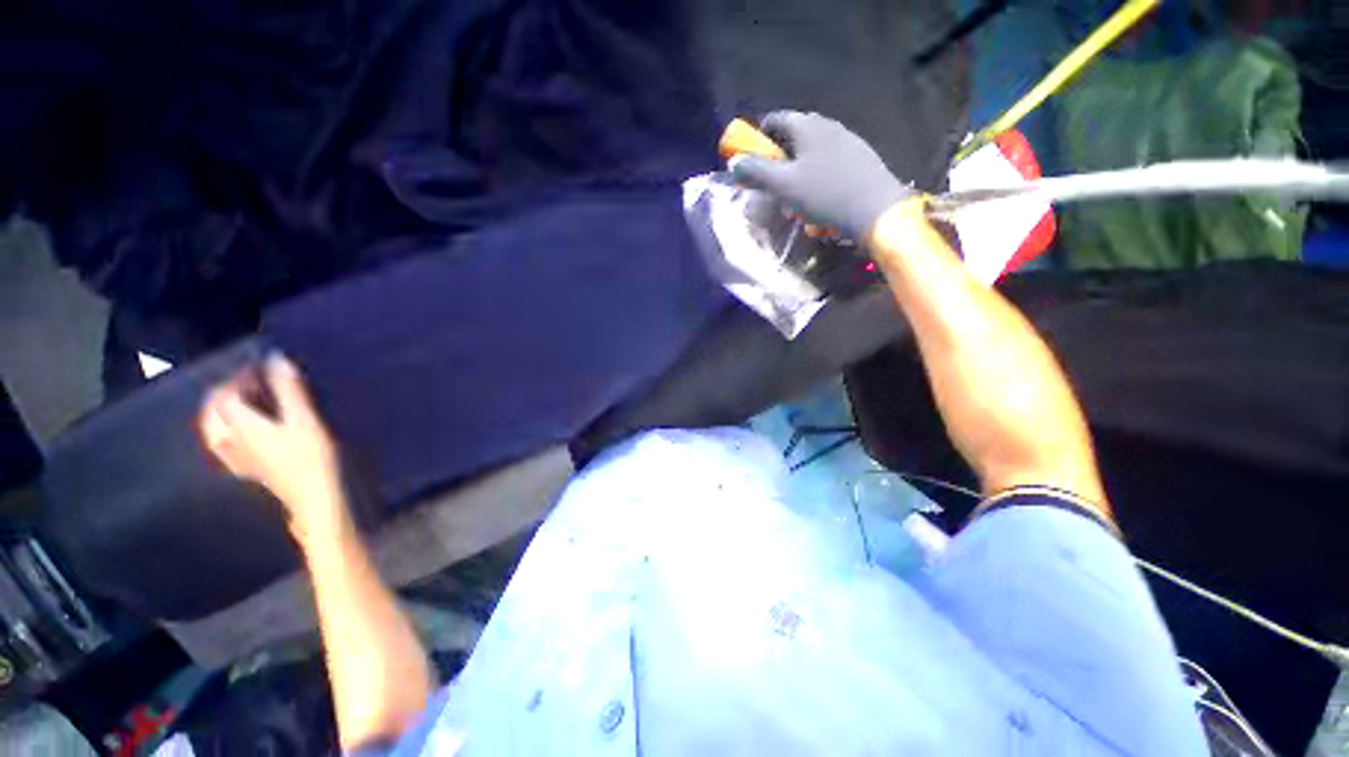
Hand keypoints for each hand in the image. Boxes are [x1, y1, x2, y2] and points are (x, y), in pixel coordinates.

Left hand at [199, 354, 351, 546]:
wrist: (312, 496)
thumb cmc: (311, 456)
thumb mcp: (305, 420)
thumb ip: (289, 390)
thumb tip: (276, 359)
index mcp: (241, 425)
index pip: (226, 394)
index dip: (239, 377)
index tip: (258, 366)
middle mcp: (229, 439)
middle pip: (212, 410)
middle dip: (224, 392)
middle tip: (248, 381)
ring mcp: (233, 456)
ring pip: (212, 427)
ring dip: (221, 409)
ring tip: (242, 401)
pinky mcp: (243, 467)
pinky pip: (221, 442)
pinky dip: (225, 428)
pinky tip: (239, 430)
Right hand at [730, 111, 912, 245]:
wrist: (877, 210)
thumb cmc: (825, 195)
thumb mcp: (784, 186)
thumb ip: (756, 173)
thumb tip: (734, 163)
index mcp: (807, 126)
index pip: (775, 120)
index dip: (759, 139)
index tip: (753, 160)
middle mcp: (828, 125)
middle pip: (794, 137)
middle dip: (779, 160)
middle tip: (774, 185)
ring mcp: (848, 140)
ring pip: (812, 153)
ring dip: (799, 172)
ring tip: (796, 199)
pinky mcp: (860, 158)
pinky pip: (830, 164)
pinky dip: (818, 179)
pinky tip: (820, 201)